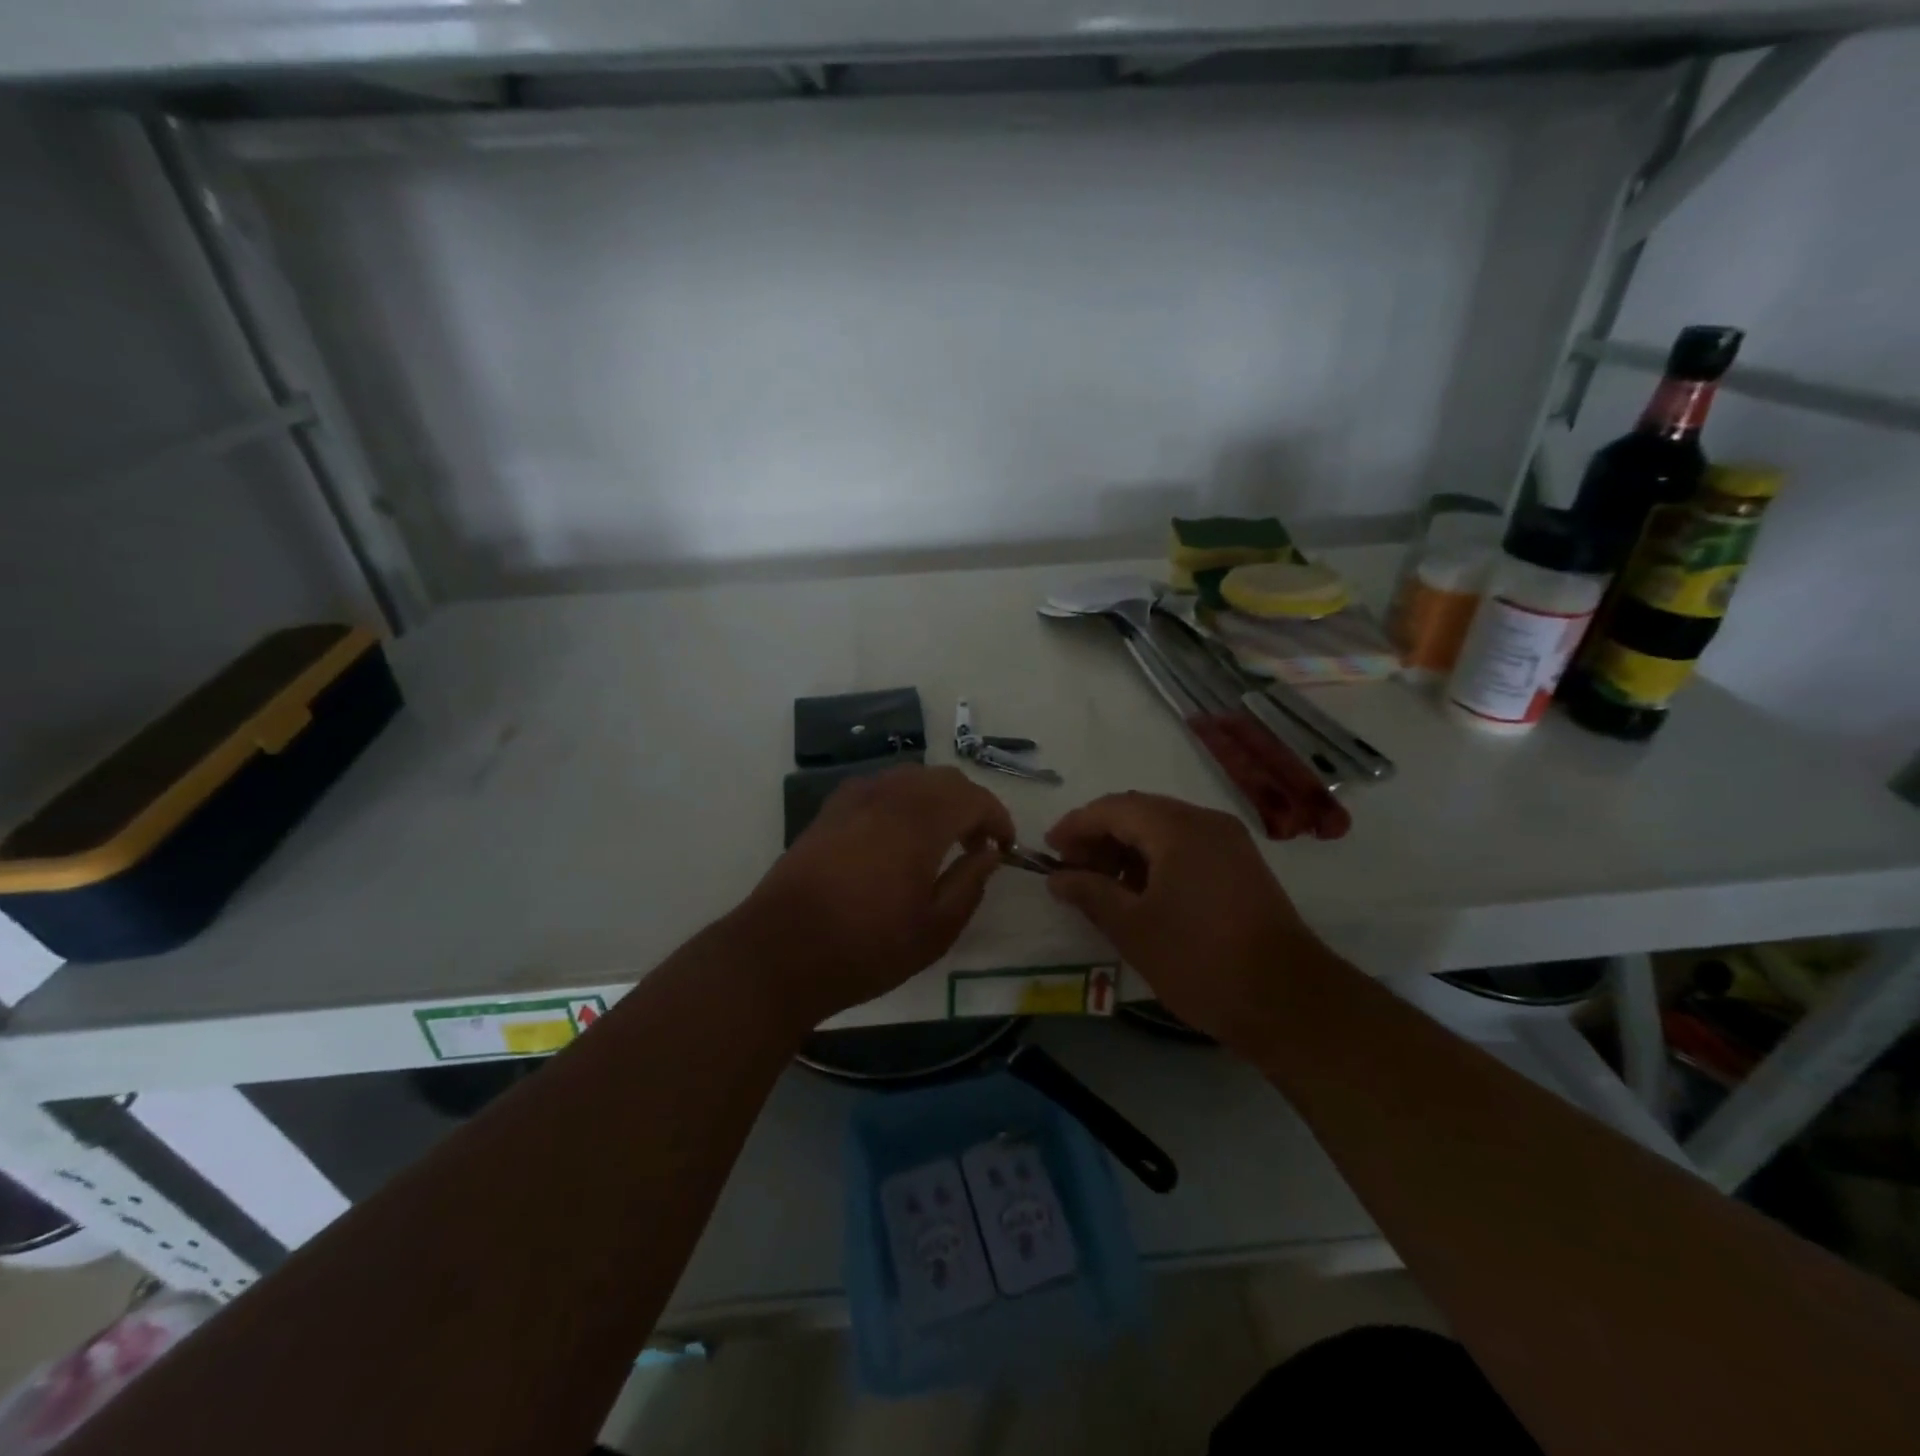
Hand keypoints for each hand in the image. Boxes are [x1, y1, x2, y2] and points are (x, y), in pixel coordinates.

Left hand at [737, 765, 1015, 1027]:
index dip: (998, 818)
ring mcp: (853, 798)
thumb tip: (989, 854)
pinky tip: (897, 835)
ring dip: (936, 799)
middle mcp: (888, 796)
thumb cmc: (865, 948)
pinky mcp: (829, 810)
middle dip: (970, 805)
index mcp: (919, 821)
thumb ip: (969, 884)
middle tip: (977, 845)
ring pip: (910, 778)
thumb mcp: (934, 930)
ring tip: (940, 839)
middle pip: (943, 780)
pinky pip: (879, 788)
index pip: (974, 798)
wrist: (780, 952)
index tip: (1005, 847)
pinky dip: (902, 800)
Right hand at [1044, 792, 1328, 1054]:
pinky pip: (1187, 847)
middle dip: (1100, 836)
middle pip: (1139, 813)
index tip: (1049, 850)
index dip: (1076, 826)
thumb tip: (1058, 877)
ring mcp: (1229, 843)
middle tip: (1072, 870)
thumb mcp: (1132, 928)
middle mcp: (1205, 822)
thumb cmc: (1199, 960)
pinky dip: (1155, 860)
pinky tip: (1140, 892)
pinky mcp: (1242, 867)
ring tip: (1101, 884)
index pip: (1113, 809)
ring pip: (1164, 829)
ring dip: (1127, 848)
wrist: (1287, 1000)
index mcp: (1177, 828)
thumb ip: (1090, 893)